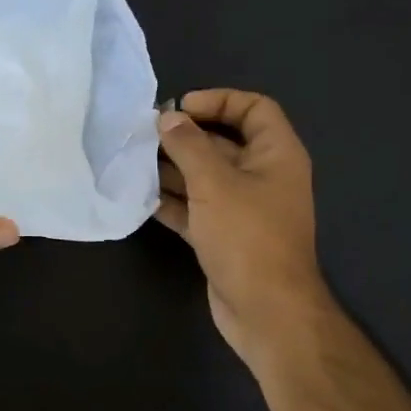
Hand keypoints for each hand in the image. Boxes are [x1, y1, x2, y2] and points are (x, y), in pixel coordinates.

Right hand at [154, 90, 334, 371]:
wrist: (265, 310)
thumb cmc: (247, 236)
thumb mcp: (215, 183)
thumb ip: (188, 146)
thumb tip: (168, 118)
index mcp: (276, 155)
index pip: (253, 109)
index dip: (219, 101)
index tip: (180, 109)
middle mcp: (263, 176)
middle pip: (223, 142)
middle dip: (185, 137)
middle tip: (144, 135)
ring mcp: (243, 209)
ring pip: (205, 177)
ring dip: (172, 169)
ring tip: (134, 163)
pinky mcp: (224, 236)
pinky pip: (196, 208)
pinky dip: (172, 202)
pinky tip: (141, 197)